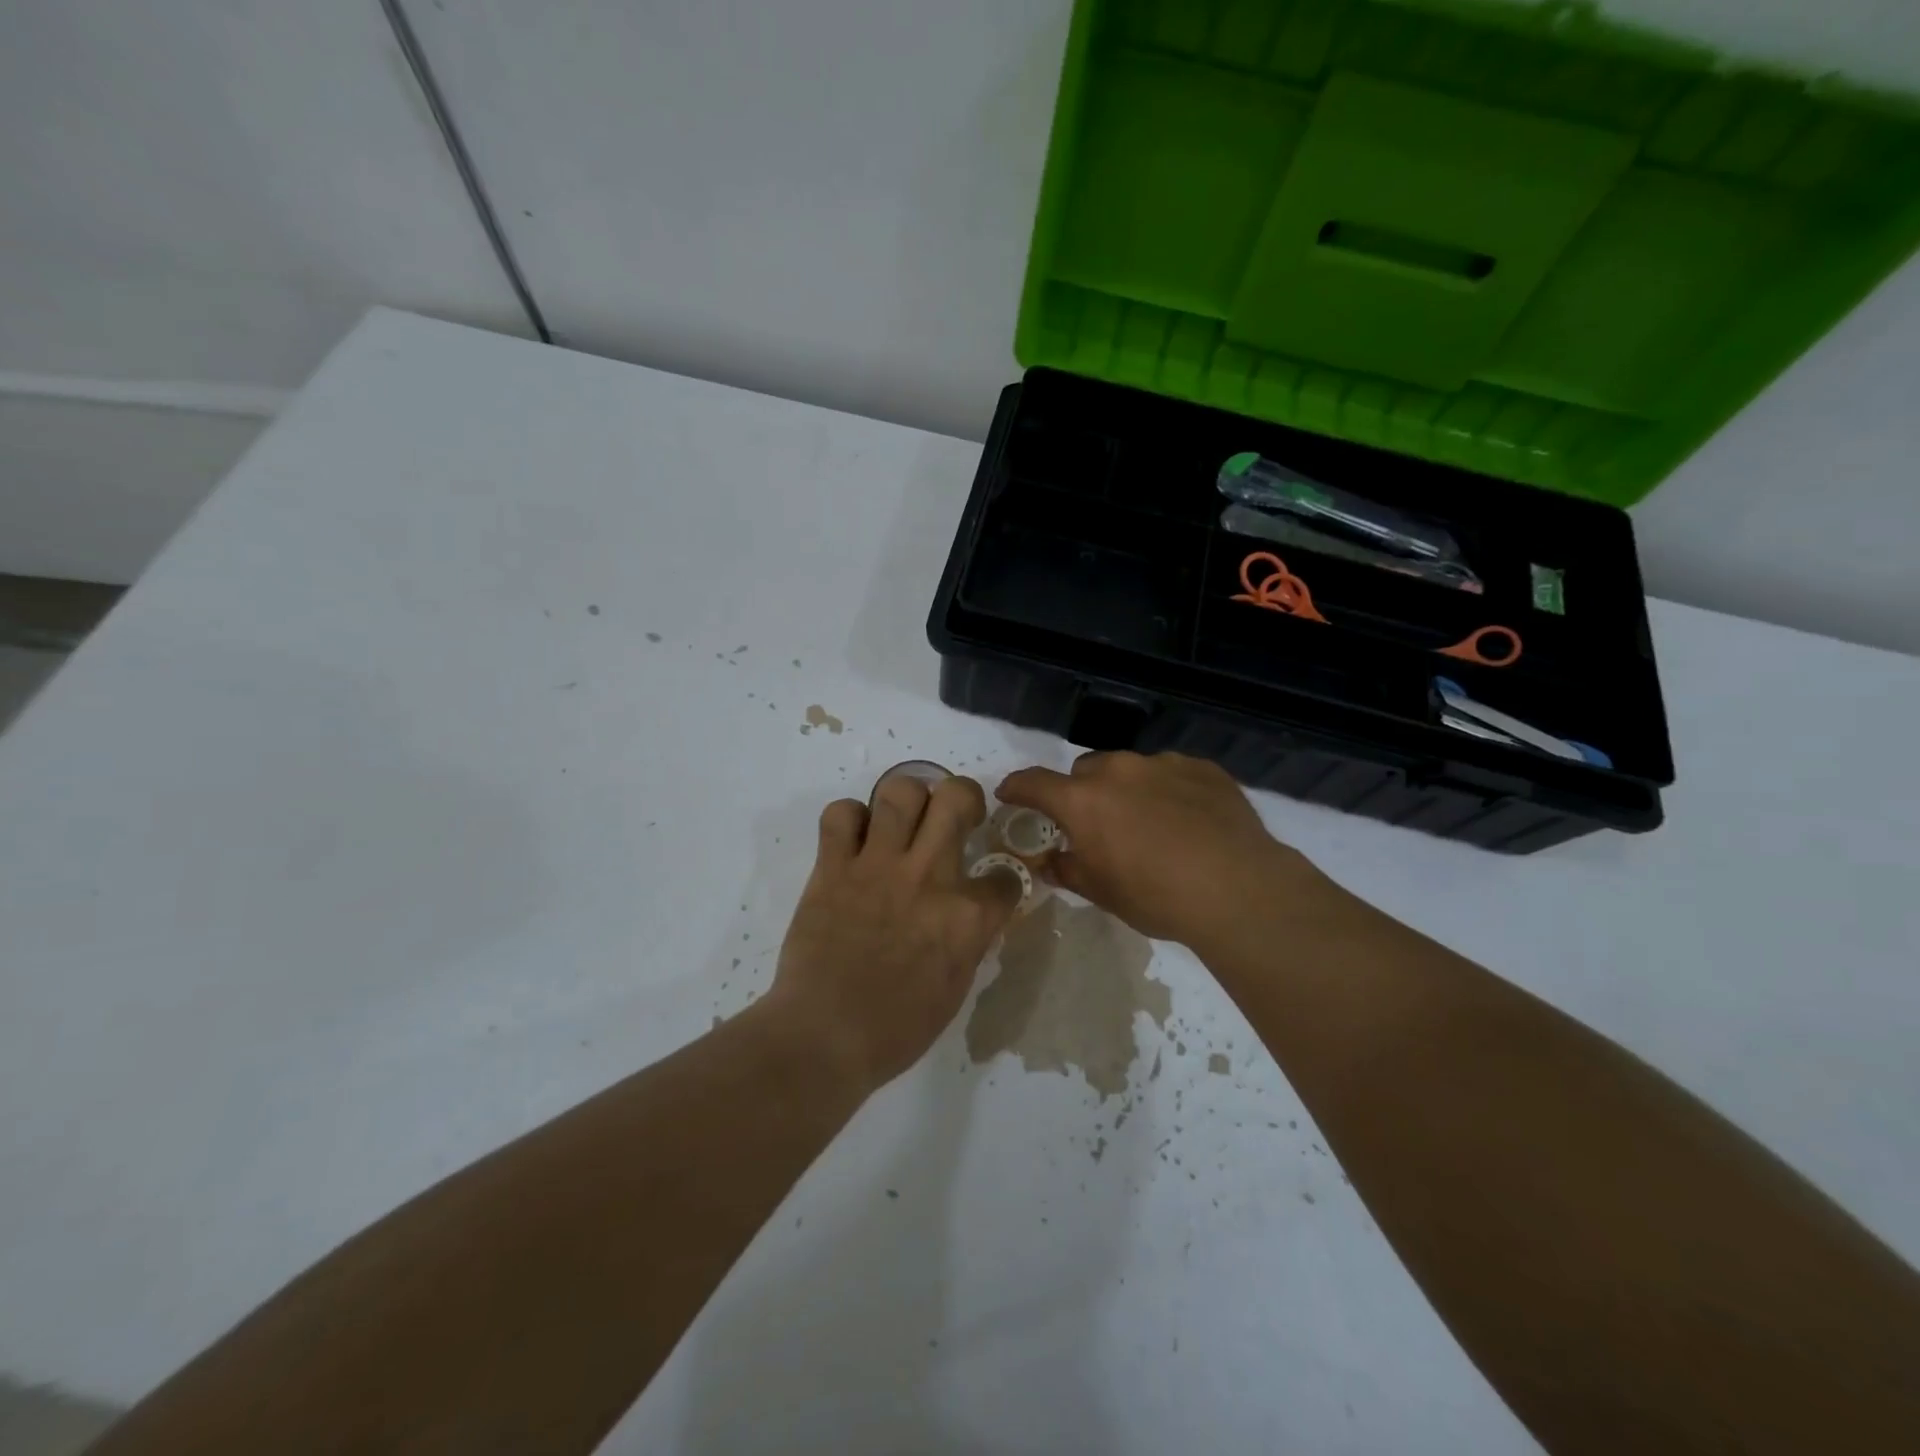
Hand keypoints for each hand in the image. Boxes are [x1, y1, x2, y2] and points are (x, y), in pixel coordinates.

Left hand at [764, 774, 1020, 1092]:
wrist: (824, 1036)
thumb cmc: (896, 1028)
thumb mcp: (955, 987)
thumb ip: (969, 938)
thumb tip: (972, 913)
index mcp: (966, 915)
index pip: (1005, 875)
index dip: (1002, 880)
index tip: (991, 886)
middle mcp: (929, 876)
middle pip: (957, 796)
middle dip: (964, 797)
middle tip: (955, 816)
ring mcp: (878, 865)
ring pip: (900, 790)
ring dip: (908, 798)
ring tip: (904, 818)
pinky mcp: (833, 866)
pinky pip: (841, 813)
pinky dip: (848, 819)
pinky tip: (854, 840)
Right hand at [998, 751, 1317, 945]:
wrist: (1238, 889)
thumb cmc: (1156, 896)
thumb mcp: (1101, 892)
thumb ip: (1067, 870)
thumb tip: (1049, 862)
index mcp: (1083, 800)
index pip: (1034, 783)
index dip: (1016, 788)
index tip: (1009, 795)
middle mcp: (1118, 770)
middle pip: (1084, 772)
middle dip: (1081, 794)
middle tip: (1095, 826)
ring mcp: (1162, 764)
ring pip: (1128, 769)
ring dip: (1126, 790)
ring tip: (1148, 824)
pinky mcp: (1201, 767)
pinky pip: (1170, 773)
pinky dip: (1166, 790)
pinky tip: (1186, 820)